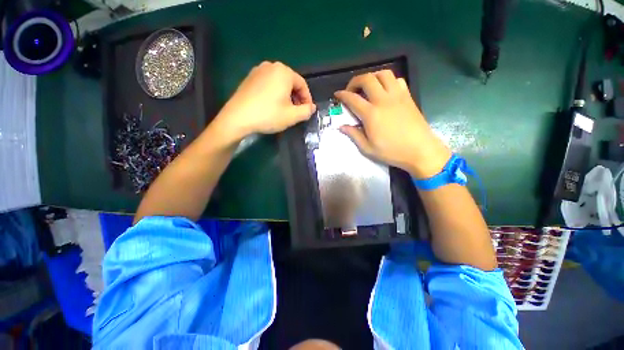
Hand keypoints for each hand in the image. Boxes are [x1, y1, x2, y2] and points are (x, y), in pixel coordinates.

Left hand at [212, 61, 315, 144]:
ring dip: (286, 96)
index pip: (303, 85)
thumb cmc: (268, 115)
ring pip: (279, 83)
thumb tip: (312, 107)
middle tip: (297, 112)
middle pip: (291, 82)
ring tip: (285, 110)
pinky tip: (272, 105)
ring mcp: (258, 70)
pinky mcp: (249, 78)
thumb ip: (306, 111)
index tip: (307, 111)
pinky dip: (274, 93)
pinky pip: (268, 84)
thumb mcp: (292, 116)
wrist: (238, 118)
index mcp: (284, 72)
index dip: (307, 99)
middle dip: (297, 97)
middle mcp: (271, 66)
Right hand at [335, 70, 450, 178]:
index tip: (337, 95)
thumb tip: (341, 126)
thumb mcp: (368, 149)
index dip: (342, 95)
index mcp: (371, 114)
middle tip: (351, 90)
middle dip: (355, 81)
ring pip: (383, 74)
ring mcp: (398, 96)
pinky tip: (385, 91)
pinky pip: (397, 80)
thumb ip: (354, 135)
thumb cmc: (392, 152)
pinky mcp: (408, 97)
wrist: (420, 150)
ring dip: (372, 77)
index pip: (353, 99)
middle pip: (367, 79)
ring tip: (368, 87)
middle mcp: (383, 100)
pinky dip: (388, 81)